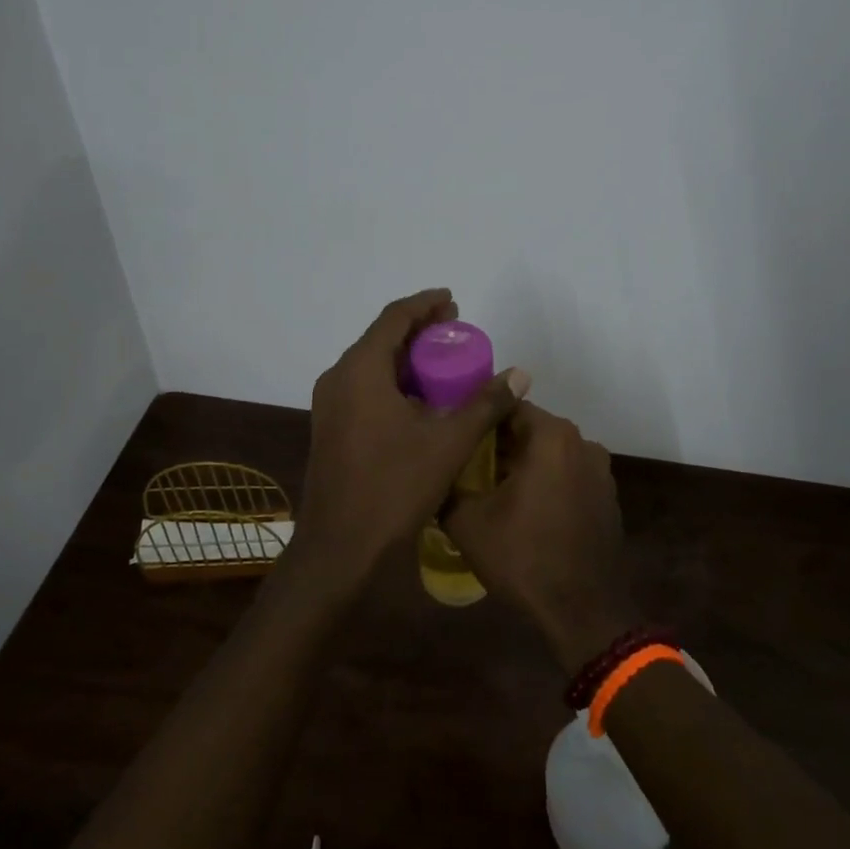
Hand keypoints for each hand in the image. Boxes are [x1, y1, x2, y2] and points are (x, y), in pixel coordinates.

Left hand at [293, 289, 524, 585]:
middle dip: (418, 331)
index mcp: (360, 370)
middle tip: (456, 330)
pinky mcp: (331, 428)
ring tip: (444, 362)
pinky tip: (420, 400)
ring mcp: (330, 405)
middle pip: (381, 339)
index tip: (453, 301)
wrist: (340, 547)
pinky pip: (364, 389)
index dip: (425, 304)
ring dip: (406, 358)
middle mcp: (338, 378)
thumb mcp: (448, 443)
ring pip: (371, 365)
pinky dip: (393, 383)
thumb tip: (520, 374)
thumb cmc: (394, 487)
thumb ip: (485, 403)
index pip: (394, 318)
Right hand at [446, 401, 643, 673]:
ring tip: (490, 489)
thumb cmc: (523, 558)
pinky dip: (546, 483)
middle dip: (498, 444)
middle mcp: (582, 442)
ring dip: (523, 464)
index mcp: (552, 436)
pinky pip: (567, 475)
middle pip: (530, 429)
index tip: (456, 437)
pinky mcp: (607, 497)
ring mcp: (600, 471)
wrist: (582, 612)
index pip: (507, 405)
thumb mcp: (467, 521)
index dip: (478, 419)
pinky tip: (523, 510)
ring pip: (549, 454)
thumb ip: (447, 484)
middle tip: (466, 465)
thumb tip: (434, 471)